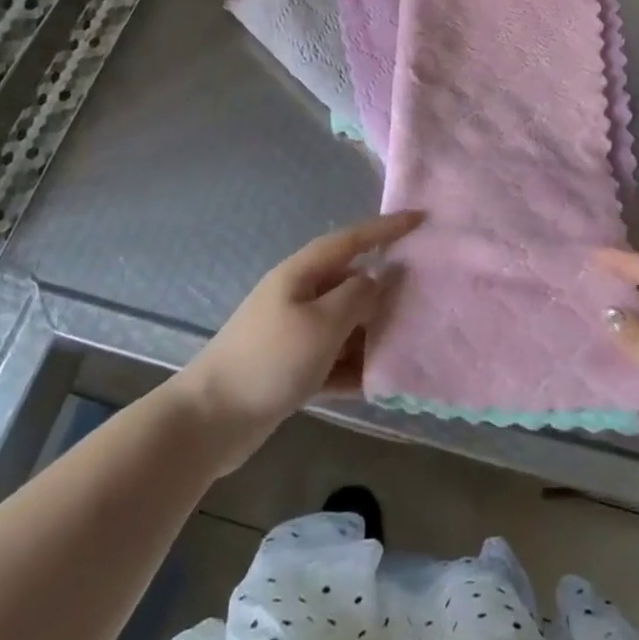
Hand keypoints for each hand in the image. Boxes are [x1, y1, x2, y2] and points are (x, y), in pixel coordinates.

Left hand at [174, 212, 419, 473]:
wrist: (211, 420)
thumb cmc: (270, 360)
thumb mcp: (322, 324)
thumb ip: (356, 296)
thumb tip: (376, 279)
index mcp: (302, 273)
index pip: (351, 239)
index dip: (386, 228)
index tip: (419, 219)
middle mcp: (300, 296)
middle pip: (351, 282)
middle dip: (387, 289)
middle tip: (427, 294)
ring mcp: (295, 332)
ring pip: (346, 324)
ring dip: (374, 333)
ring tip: (413, 342)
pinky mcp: (293, 368)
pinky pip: (334, 359)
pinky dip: (355, 368)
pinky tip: (382, 384)